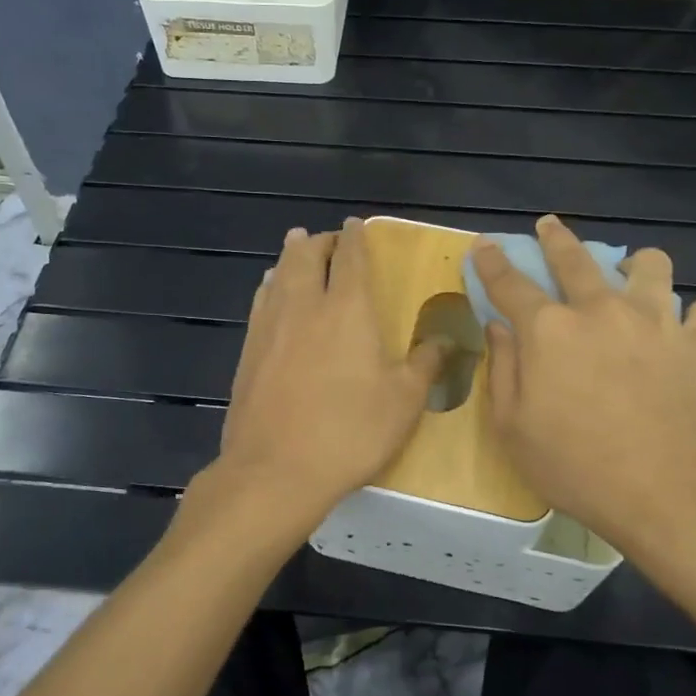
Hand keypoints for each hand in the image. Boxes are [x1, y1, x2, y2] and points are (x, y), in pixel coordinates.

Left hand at [215, 220, 447, 515]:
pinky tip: (271, 290)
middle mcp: (305, 306)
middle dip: (320, 240)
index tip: (356, 225)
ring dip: (291, 255)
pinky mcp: (248, 350)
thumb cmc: (349, 432)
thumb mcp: (403, 402)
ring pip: (279, 274)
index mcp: (347, 310)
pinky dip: (271, 285)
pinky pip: (261, 300)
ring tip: (298, 245)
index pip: (351, 258)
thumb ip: (425, 363)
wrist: (276, 469)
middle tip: (329, 239)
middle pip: (308, 256)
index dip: (355, 237)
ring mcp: (270, 326)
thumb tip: (446, 339)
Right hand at [474, 215, 695, 564]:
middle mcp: (600, 311)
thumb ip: (502, 370)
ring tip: (633, 277)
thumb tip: (499, 328)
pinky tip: (682, 330)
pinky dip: (690, 316)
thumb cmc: (576, 467)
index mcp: (549, 330)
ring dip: (636, 266)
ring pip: (651, 266)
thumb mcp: (513, 428)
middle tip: (550, 226)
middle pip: (575, 259)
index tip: (484, 245)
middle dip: (556, 238)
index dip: (493, 262)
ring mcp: (655, 322)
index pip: (510, 283)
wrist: (667, 495)